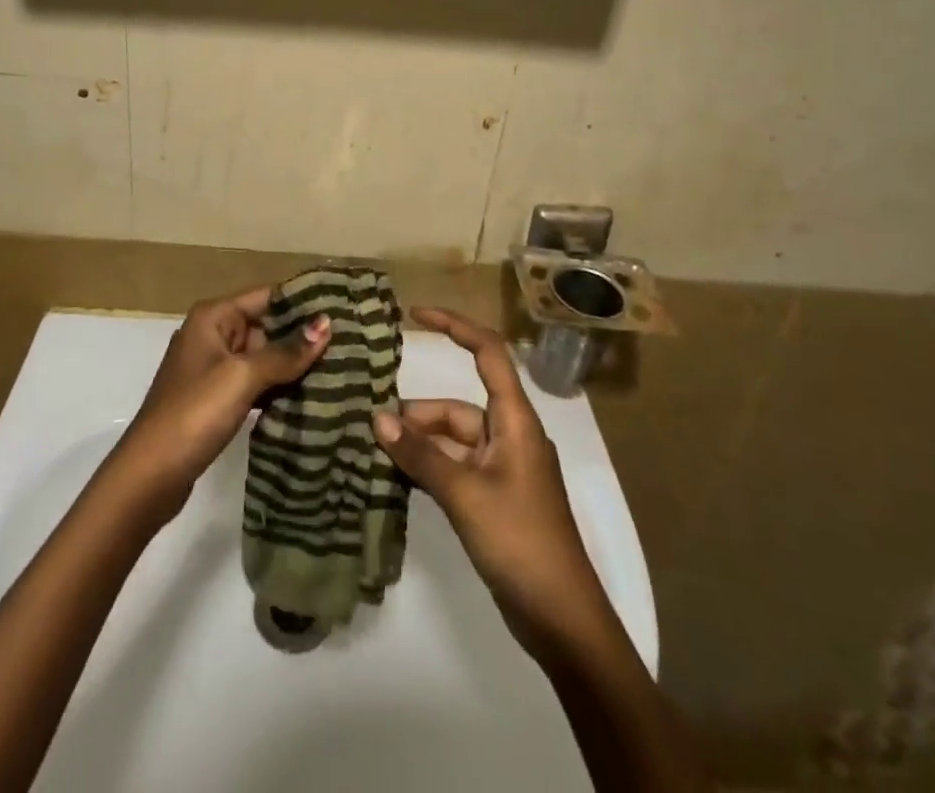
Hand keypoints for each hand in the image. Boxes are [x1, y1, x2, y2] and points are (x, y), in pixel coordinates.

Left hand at [113, 286, 329, 518]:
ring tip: (342, 367)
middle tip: (352, 342)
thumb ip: (285, 352)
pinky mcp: (217, 399)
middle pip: (267, 325)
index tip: (344, 305)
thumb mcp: (242, 376)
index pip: (267, 296)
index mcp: (214, 316)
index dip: (303, 301)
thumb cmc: (194, 413)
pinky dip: (279, 387)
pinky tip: (312, 396)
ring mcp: (214, 368)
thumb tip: (326, 324)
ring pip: (264, 357)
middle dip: (304, 335)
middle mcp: (213, 334)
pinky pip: (256, 383)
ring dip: (295, 364)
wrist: (149, 475)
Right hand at [374, 307, 608, 659]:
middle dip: (418, 412)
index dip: (455, 326)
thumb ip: (420, 455)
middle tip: (372, 425)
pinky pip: (456, 466)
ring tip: (377, 450)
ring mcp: (503, 468)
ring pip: (453, 439)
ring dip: (419, 442)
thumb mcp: (464, 493)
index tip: (416, 315)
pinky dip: (429, 466)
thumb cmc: (520, 541)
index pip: (488, 353)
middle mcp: (510, 435)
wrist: (562, 620)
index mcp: (515, 420)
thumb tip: (377, 418)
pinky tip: (397, 475)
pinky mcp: (495, 497)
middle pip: (459, 405)